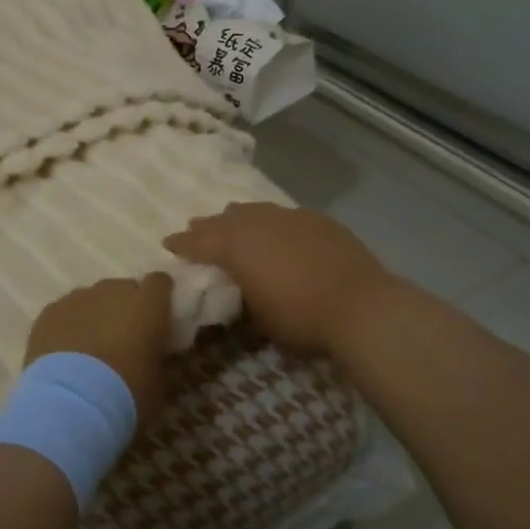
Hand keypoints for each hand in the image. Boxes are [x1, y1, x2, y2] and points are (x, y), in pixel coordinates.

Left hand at [25, 274, 176, 429]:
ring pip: (91, 300)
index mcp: (147, 305)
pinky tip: (65, 352)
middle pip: (122, 289)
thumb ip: (155, 359)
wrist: (72, 402)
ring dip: (94, 316)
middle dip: (124, 308)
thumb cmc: (126, 393)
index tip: (157, 313)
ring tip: (90, 347)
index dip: (158, 296)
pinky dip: (68, 326)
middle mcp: (113, 291)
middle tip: (122, 337)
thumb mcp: (157, 383)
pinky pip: (65, 312)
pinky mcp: (49, 311)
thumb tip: (149, 356)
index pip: (159, 283)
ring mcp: (78, 298)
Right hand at [164, 202, 394, 355]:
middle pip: (224, 220)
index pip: (200, 243)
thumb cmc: (301, 318)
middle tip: (195, 228)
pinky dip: (272, 221)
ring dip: (238, 217)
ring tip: (231, 218)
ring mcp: (290, 217)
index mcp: (236, 247)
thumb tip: (244, 289)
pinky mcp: (317, 220)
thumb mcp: (259, 319)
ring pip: (255, 210)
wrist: (361, 306)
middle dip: (207, 226)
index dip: (182, 244)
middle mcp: (258, 224)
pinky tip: (276, 228)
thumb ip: (245, 295)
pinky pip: (284, 215)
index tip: (168, 243)